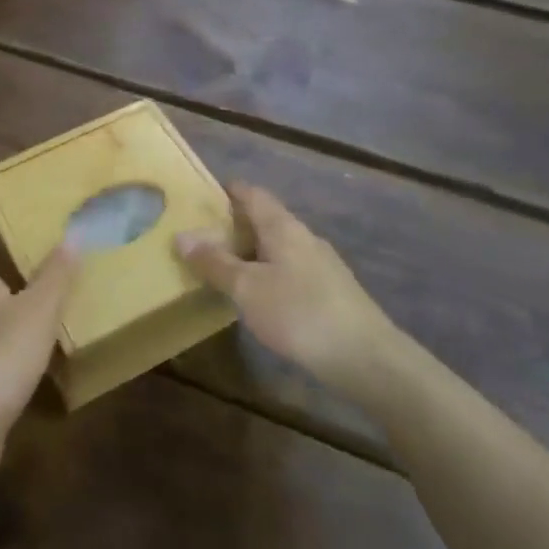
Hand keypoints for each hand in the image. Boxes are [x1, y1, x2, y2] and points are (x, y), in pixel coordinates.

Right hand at [175, 184, 405, 397]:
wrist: (366, 358)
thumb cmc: (299, 313)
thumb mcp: (247, 288)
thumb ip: (215, 262)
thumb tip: (181, 236)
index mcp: (284, 227)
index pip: (254, 195)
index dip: (230, 190)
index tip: (203, 194)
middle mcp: (305, 238)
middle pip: (267, 219)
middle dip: (236, 224)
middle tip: (203, 234)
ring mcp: (322, 265)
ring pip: (280, 247)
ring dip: (252, 251)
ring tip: (224, 265)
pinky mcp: (331, 292)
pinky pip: (290, 269)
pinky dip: (268, 272)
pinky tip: (258, 294)